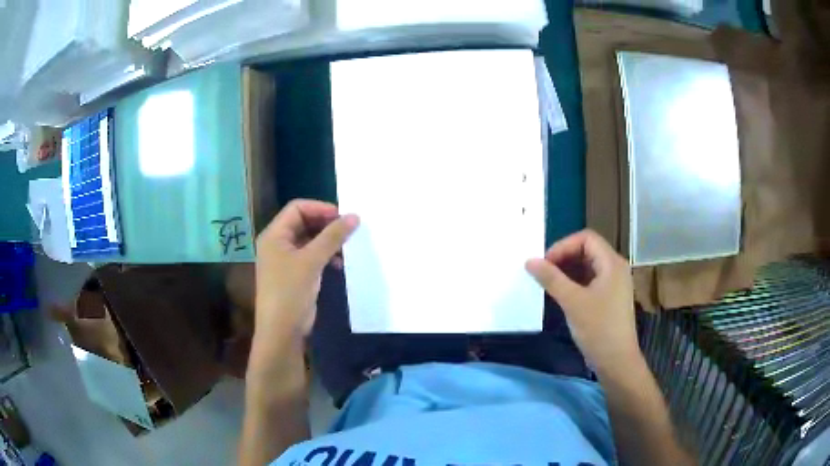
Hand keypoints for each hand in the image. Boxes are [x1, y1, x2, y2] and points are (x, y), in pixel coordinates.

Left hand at [254, 200, 358, 343]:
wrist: (282, 330)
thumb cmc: (290, 291)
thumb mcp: (311, 261)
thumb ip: (332, 237)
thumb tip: (354, 216)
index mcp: (274, 234)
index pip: (297, 208)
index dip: (320, 208)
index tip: (343, 216)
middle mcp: (278, 243)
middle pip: (304, 222)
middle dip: (326, 224)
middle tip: (349, 230)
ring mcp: (286, 259)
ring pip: (310, 240)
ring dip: (328, 241)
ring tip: (347, 248)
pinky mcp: (295, 274)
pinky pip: (312, 256)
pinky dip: (326, 256)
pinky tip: (339, 264)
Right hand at [525, 230, 639, 373]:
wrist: (617, 361)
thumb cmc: (598, 329)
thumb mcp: (573, 302)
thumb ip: (551, 279)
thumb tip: (529, 261)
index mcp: (611, 263)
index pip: (586, 238)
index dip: (563, 246)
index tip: (545, 263)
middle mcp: (615, 268)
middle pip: (587, 250)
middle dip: (564, 257)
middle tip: (544, 273)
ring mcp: (614, 283)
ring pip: (588, 266)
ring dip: (568, 270)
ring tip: (550, 284)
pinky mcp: (610, 297)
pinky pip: (591, 280)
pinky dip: (575, 282)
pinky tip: (562, 295)